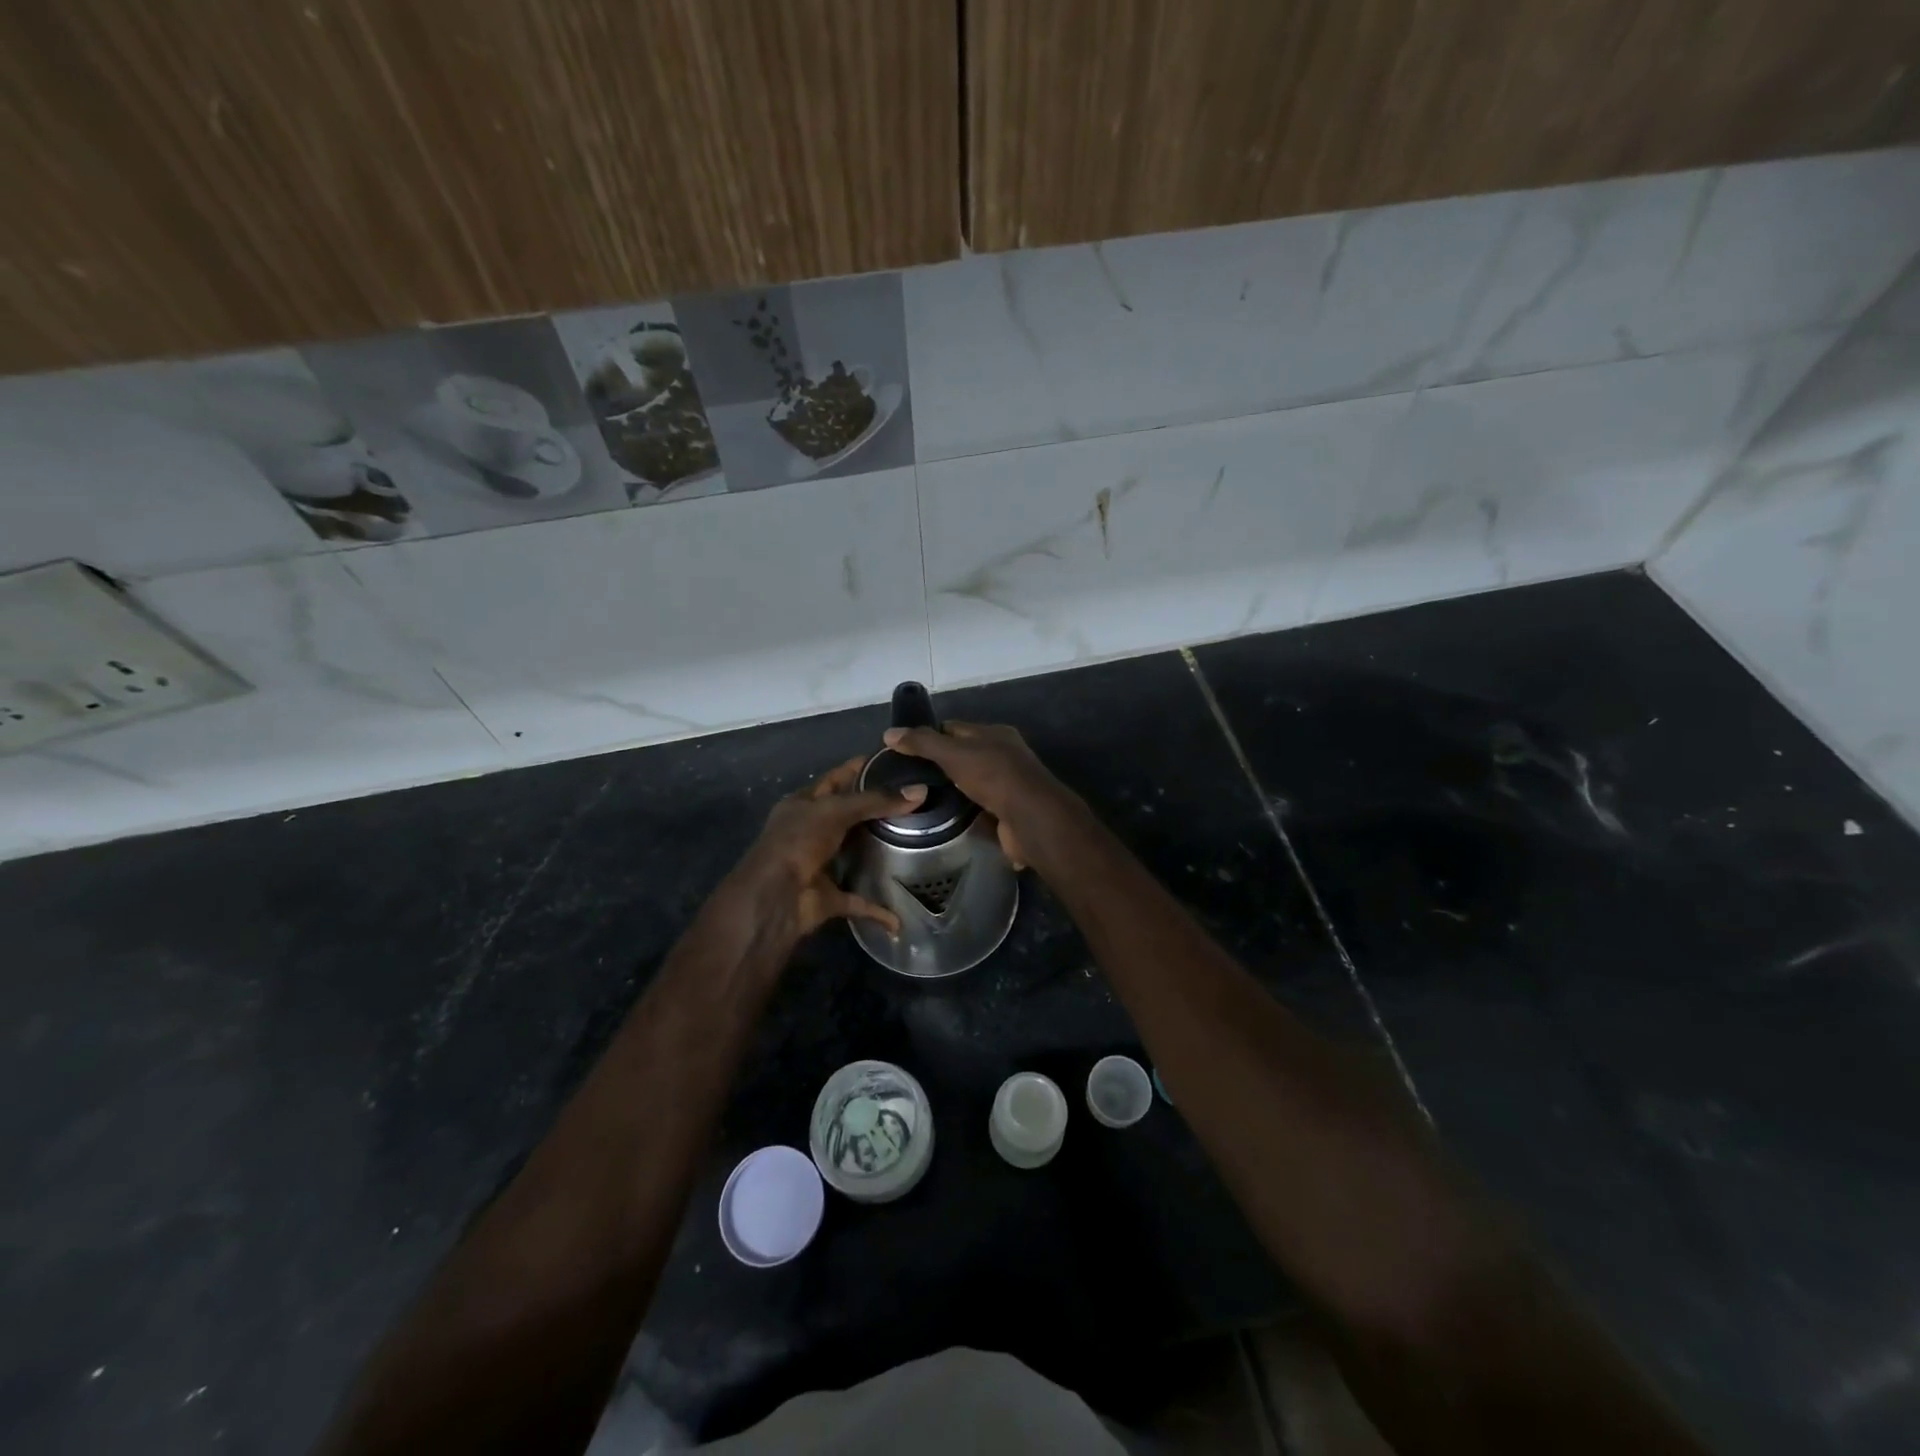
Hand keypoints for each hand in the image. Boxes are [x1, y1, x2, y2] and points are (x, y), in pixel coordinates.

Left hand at [734, 756, 925, 935]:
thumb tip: (920, 791)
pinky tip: (899, 914)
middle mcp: (810, 831)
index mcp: (803, 804)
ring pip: (853, 854)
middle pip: (848, 815)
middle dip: (876, 809)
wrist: (773, 899)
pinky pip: (858, 901)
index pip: (836, 778)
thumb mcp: (834, 811)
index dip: (861, 768)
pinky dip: (876, 909)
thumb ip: (875, 801)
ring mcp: (819, 864)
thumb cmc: (797, 842)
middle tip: (916, 800)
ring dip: (877, 852)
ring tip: (916, 839)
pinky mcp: (828, 896)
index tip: (896, 762)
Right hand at [880, 722, 1070, 869]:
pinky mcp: (1006, 812)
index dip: (928, 735)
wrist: (1031, 819)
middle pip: (963, 754)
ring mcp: (1007, 785)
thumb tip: (889, 733)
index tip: (902, 749)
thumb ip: (922, 743)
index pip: (954, 728)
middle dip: (938, 764)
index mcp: (994, 734)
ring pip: (970, 782)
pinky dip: (963, 810)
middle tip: (906, 777)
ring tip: (918, 796)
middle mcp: (1003, 755)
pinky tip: (942, 816)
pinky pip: (978, 806)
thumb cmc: (994, 776)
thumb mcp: (953, 754)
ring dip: (951, 789)